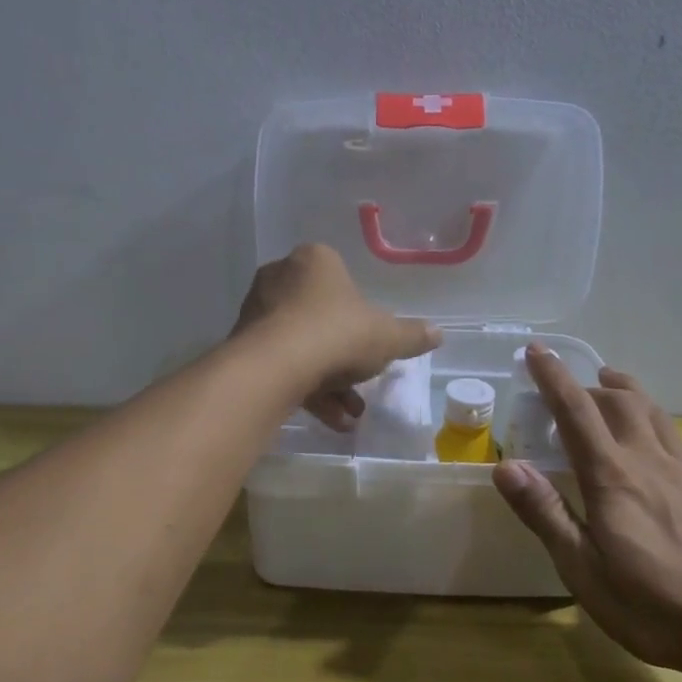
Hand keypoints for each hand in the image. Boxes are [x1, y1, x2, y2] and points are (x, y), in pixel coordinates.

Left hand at [232, 244, 440, 430]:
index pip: (342, 280)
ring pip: (302, 346)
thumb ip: (412, 335)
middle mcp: (280, 278)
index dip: (361, 315)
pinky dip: (306, 389)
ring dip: (329, 381)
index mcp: (315, 261)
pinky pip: (282, 364)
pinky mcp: (243, 345)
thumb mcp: (387, 337)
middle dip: (345, 358)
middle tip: (362, 386)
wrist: (275, 366)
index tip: (372, 344)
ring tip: (350, 416)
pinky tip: (330, 420)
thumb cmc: (337, 334)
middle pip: (321, 317)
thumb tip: (438, 333)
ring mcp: (258, 311)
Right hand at [492, 347, 681, 676]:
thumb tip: (505, 465)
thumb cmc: (657, 607)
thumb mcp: (585, 571)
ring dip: (624, 389)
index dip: (553, 376)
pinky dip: (648, 417)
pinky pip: (671, 435)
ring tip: (608, 382)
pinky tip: (647, 441)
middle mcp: (648, 461)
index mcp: (612, 477)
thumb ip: (546, 514)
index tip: (536, 349)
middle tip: (561, 389)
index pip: (576, 410)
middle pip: (618, 400)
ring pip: (651, 410)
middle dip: (585, 384)